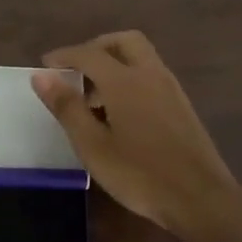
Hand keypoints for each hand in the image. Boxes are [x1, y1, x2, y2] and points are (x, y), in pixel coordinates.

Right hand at [33, 31, 238, 240]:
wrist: (200, 199)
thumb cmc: (139, 174)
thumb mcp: (93, 146)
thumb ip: (67, 107)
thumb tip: (41, 76)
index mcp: (125, 81)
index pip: (89, 54)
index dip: (64, 56)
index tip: (45, 65)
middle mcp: (151, 75)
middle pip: (123, 42)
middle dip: (96, 48)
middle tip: (75, 70)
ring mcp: (171, 89)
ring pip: (141, 57)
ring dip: (114, 64)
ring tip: (92, 98)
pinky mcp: (182, 106)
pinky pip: (151, 76)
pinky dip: (130, 78)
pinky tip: (119, 113)